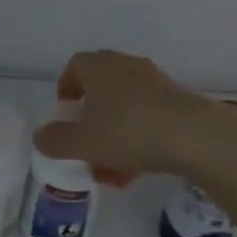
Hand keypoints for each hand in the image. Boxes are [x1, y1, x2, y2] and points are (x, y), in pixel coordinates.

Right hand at [31, 50, 236, 186]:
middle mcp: (126, 66)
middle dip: (91, 118)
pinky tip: (138, 168)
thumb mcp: (83, 142)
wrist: (194, 135)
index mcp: (100, 67)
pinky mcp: (177, 100)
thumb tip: (41, 136)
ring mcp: (155, 81)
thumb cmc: (129, 131)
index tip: (65, 112)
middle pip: (101, 87)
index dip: (67, 87)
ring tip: (111, 170)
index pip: (76, 66)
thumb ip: (56, 140)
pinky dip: (137, 137)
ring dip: (114, 134)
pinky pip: (148, 116)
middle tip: (86, 144)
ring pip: (125, 106)